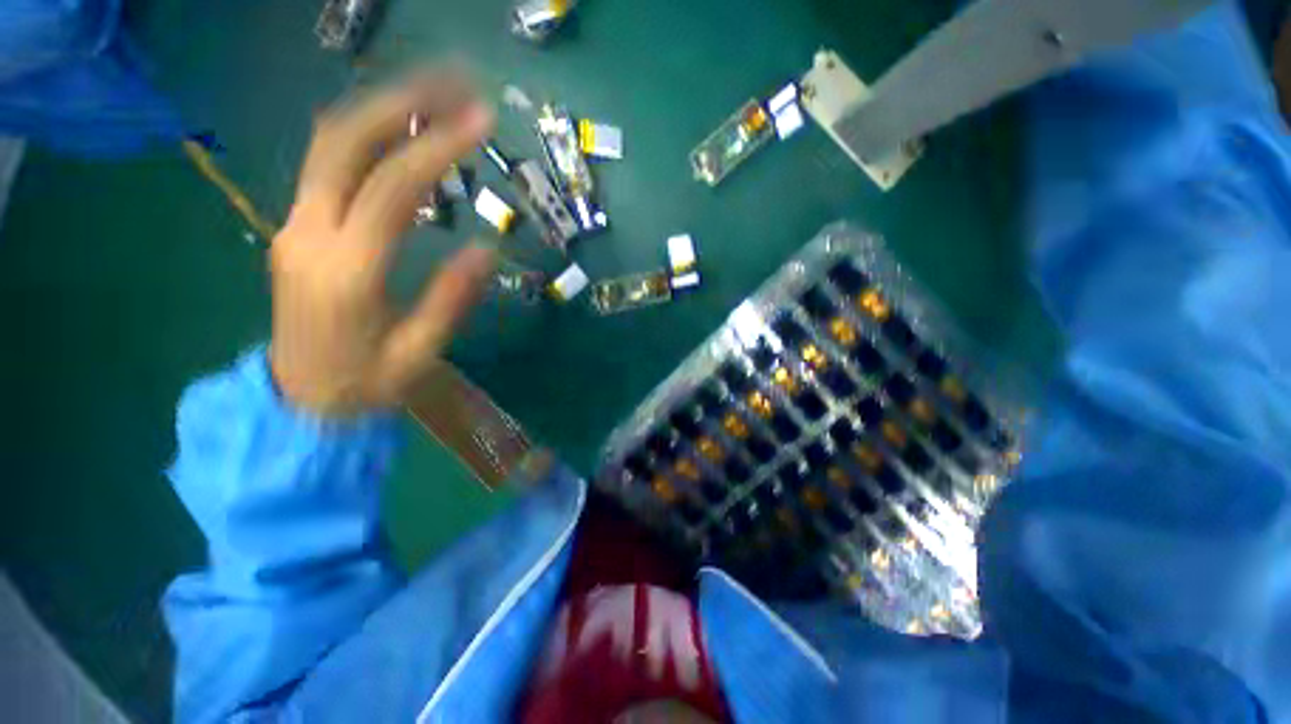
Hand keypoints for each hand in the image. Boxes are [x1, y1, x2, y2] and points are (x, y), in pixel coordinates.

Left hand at [270, 71, 496, 416]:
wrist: (299, 401)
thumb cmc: (366, 385)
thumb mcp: (419, 355)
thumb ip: (451, 299)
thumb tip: (487, 248)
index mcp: (346, 273)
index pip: (391, 190)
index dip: (436, 150)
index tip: (480, 122)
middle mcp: (309, 234)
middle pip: (342, 142)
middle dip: (400, 103)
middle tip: (454, 83)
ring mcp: (294, 225)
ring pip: (328, 144)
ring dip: (381, 109)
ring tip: (434, 93)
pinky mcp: (296, 227)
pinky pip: (327, 165)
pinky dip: (366, 134)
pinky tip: (400, 129)